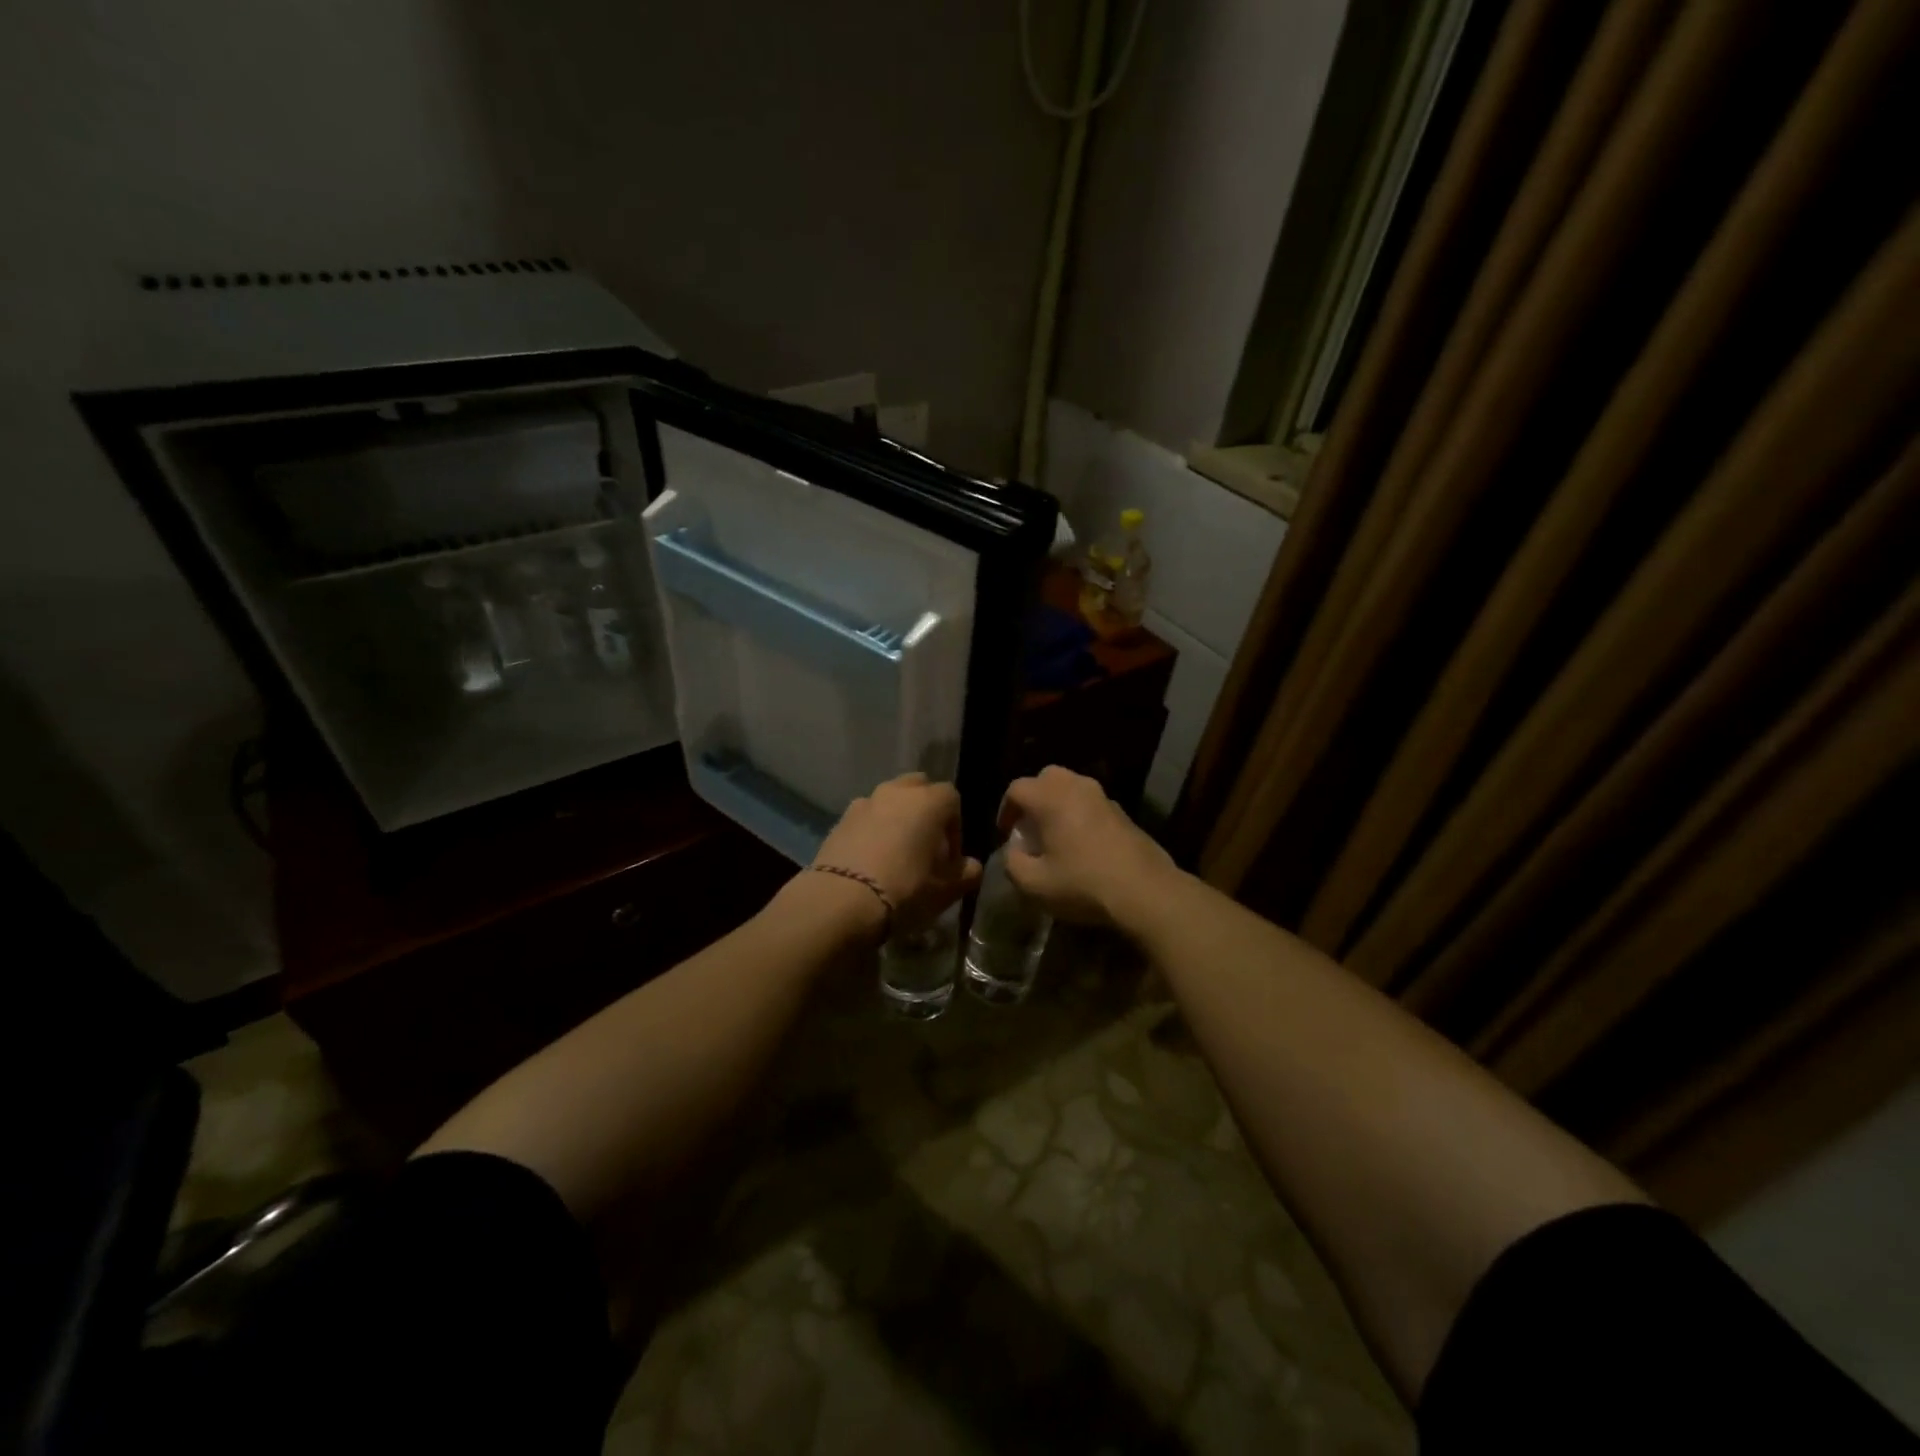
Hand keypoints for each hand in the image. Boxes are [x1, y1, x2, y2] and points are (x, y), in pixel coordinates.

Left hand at [812, 773, 981, 936]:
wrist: (841, 901)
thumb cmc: (905, 890)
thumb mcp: (945, 890)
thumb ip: (966, 874)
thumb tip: (970, 866)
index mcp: (928, 801)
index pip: (952, 799)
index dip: (955, 827)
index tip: (951, 857)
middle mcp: (896, 792)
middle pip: (918, 788)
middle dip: (926, 811)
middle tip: (925, 846)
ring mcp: (864, 802)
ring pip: (889, 800)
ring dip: (896, 818)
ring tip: (896, 853)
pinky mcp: (839, 820)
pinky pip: (865, 817)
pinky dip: (872, 830)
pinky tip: (870, 860)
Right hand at [998, 766, 1177, 927]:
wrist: (1145, 891)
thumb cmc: (1082, 884)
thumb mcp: (1033, 884)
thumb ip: (1012, 863)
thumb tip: (1014, 851)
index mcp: (1051, 798)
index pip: (1016, 788)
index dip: (1005, 810)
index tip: (1006, 834)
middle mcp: (1077, 787)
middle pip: (1046, 778)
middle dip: (1033, 798)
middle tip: (1029, 826)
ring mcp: (1104, 797)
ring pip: (1072, 788)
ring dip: (1059, 805)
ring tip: (1055, 835)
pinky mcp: (1124, 813)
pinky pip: (1092, 804)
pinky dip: (1080, 815)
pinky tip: (1082, 845)